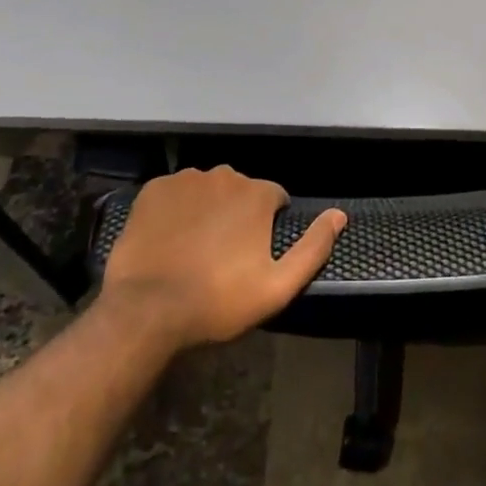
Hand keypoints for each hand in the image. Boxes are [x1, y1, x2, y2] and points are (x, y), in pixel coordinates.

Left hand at [96, 167, 344, 351]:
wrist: (146, 310)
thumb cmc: (218, 301)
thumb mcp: (277, 286)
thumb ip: (313, 248)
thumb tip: (339, 215)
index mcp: (257, 194)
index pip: (275, 199)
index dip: (268, 226)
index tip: (254, 256)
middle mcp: (224, 175)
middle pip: (240, 191)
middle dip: (237, 215)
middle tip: (223, 257)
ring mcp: (185, 180)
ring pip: (206, 190)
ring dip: (206, 210)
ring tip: (193, 250)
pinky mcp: (153, 190)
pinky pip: (174, 194)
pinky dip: (175, 210)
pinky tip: (168, 240)